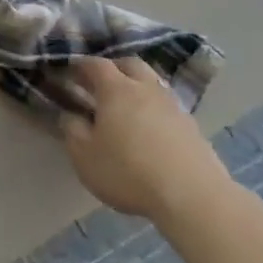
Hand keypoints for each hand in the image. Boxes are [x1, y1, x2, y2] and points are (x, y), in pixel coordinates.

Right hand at [61, 56, 232, 225]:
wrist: (194, 198)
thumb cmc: (128, 172)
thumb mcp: (84, 156)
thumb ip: (72, 130)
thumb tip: (71, 115)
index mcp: (116, 89)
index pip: (95, 64)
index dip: (80, 65)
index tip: (68, 72)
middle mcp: (146, 89)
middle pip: (130, 65)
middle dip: (112, 68)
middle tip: (98, 83)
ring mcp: (174, 107)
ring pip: (153, 84)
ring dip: (137, 88)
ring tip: (125, 107)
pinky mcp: (193, 128)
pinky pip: (167, 107)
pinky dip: (154, 110)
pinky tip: (149, 130)